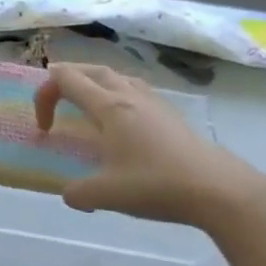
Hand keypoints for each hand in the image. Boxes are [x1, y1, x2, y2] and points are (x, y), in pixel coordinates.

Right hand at [35, 63, 265, 229]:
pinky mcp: (171, 115)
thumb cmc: (158, 185)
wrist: (220, 190)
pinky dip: (117, 95)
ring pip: (116, 76)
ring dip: (93, 84)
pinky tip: (122, 123)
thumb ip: (77, 192)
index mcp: (108, 107)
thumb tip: (69, 193)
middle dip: (65, 80)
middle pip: (90, 70)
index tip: (45, 129)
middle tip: (54, 102)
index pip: (65, 79)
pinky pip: (135, 90)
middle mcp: (129, 96)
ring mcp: (154, 102)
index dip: (44, 96)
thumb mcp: (106, 195)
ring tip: (86, 107)